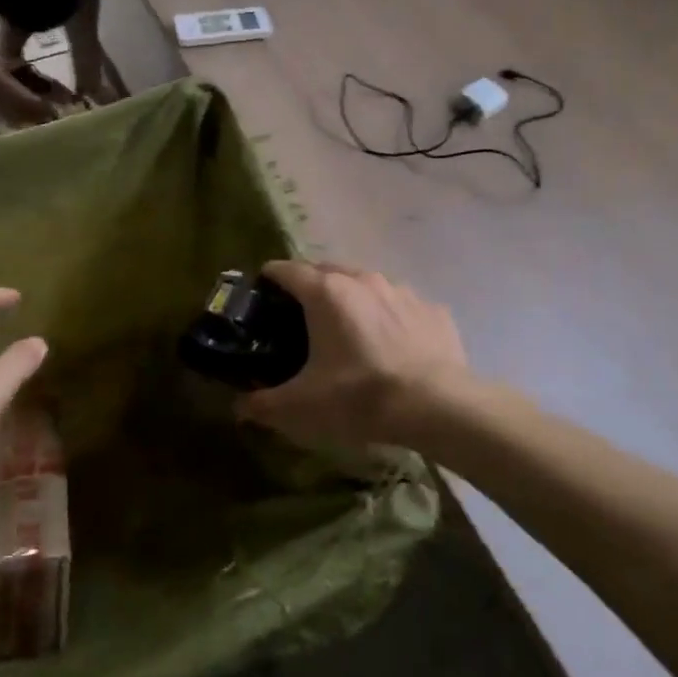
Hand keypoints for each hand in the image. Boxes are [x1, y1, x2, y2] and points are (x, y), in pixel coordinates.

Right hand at [238, 261, 469, 449]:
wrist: (437, 405)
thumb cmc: (360, 397)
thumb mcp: (303, 406)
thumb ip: (264, 404)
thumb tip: (239, 407)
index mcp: (326, 292)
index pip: (286, 269)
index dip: (268, 279)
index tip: (261, 294)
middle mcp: (363, 279)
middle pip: (326, 271)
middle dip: (309, 288)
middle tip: (300, 319)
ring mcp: (401, 290)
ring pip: (365, 285)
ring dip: (351, 301)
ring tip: (348, 332)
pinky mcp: (432, 309)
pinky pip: (400, 306)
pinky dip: (388, 318)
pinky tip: (391, 347)